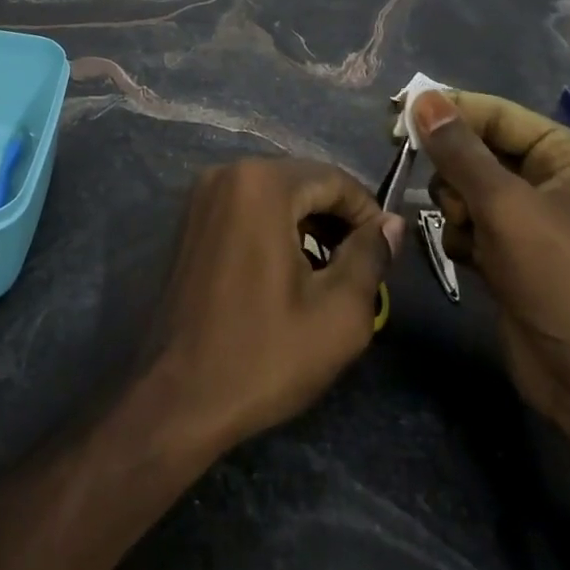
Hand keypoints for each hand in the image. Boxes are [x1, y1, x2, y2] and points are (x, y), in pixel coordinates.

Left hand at [144, 159, 404, 453]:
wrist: (178, 396)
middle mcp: (227, 173)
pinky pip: (246, 209)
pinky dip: (274, 229)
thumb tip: (391, 224)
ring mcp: (202, 195)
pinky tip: (287, 273)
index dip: (368, 213)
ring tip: (328, 274)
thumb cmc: (263, 354)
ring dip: (306, 225)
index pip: (334, 179)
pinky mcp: (189, 220)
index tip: (385, 253)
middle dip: (336, 220)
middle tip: (360, 267)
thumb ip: (370, 256)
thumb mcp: (338, 313)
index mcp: (262, 184)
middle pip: (302, 182)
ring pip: (274, 195)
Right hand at [413, 89, 569, 482]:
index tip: (398, 113)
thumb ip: (458, 150)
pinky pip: (472, 223)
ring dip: (457, 207)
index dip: (450, 111)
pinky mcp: (515, 255)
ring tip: (468, 232)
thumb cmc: (560, 279)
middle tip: (427, 177)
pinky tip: (471, 259)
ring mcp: (534, 221)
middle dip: (455, 170)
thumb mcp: (505, 207)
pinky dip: (463, 236)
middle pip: (480, 151)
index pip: (498, 114)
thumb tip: (420, 96)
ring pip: (469, 188)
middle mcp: (555, 182)